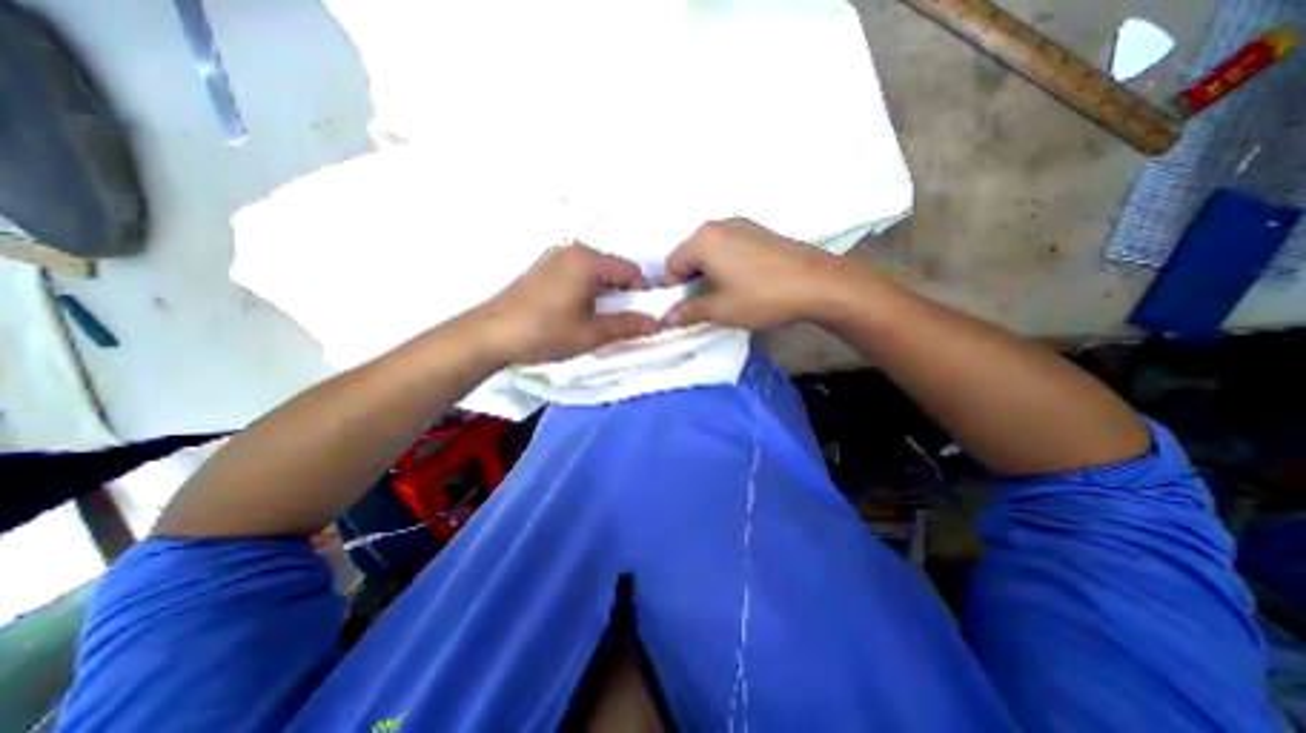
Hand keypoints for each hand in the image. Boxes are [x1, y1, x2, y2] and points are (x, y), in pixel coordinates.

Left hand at [466, 244, 657, 364]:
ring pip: (596, 274)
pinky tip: (577, 313)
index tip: (643, 317)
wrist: (490, 335)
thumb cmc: (545, 331)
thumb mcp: (592, 333)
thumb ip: (628, 326)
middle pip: (613, 270)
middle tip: (621, 322)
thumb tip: (657, 324)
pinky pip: (578, 276)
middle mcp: (573, 251)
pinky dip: (587, 292)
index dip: (643, 294)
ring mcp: (555, 259)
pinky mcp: (543, 269)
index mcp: (588, 261)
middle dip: (624, 295)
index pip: (631, 271)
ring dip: (605, 295)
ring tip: (598, 321)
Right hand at [666, 216, 847, 327]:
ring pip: (712, 253)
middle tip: (705, 305)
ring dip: (711, 274)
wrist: (818, 284)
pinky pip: (731, 249)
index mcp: (704, 239)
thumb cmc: (762, 296)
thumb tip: (667, 318)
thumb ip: (688, 312)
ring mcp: (743, 226)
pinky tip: (745, 284)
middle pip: (691, 256)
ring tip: (727, 296)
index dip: (674, 290)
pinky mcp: (761, 232)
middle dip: (692, 281)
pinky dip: (728, 266)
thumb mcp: (720, 310)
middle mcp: (720, 225)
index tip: (684, 309)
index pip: (672, 265)